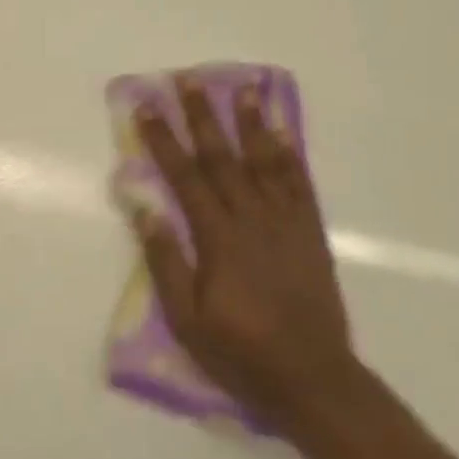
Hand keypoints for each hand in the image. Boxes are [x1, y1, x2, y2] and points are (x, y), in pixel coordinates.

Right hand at [129, 77, 359, 428]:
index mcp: (218, 239)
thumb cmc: (240, 352)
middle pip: (222, 158)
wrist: (313, 379)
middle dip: (204, 116)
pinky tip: (283, 133)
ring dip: (251, 123)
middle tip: (190, 80)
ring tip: (244, 87)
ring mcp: (286, 224)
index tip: (148, 108)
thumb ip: (166, 262)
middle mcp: (252, 220)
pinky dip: (290, 155)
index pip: (184, 177)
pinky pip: (300, 185)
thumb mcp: (187, 320)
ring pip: (265, 162)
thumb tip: (145, 209)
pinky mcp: (310, 234)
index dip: (163, 140)